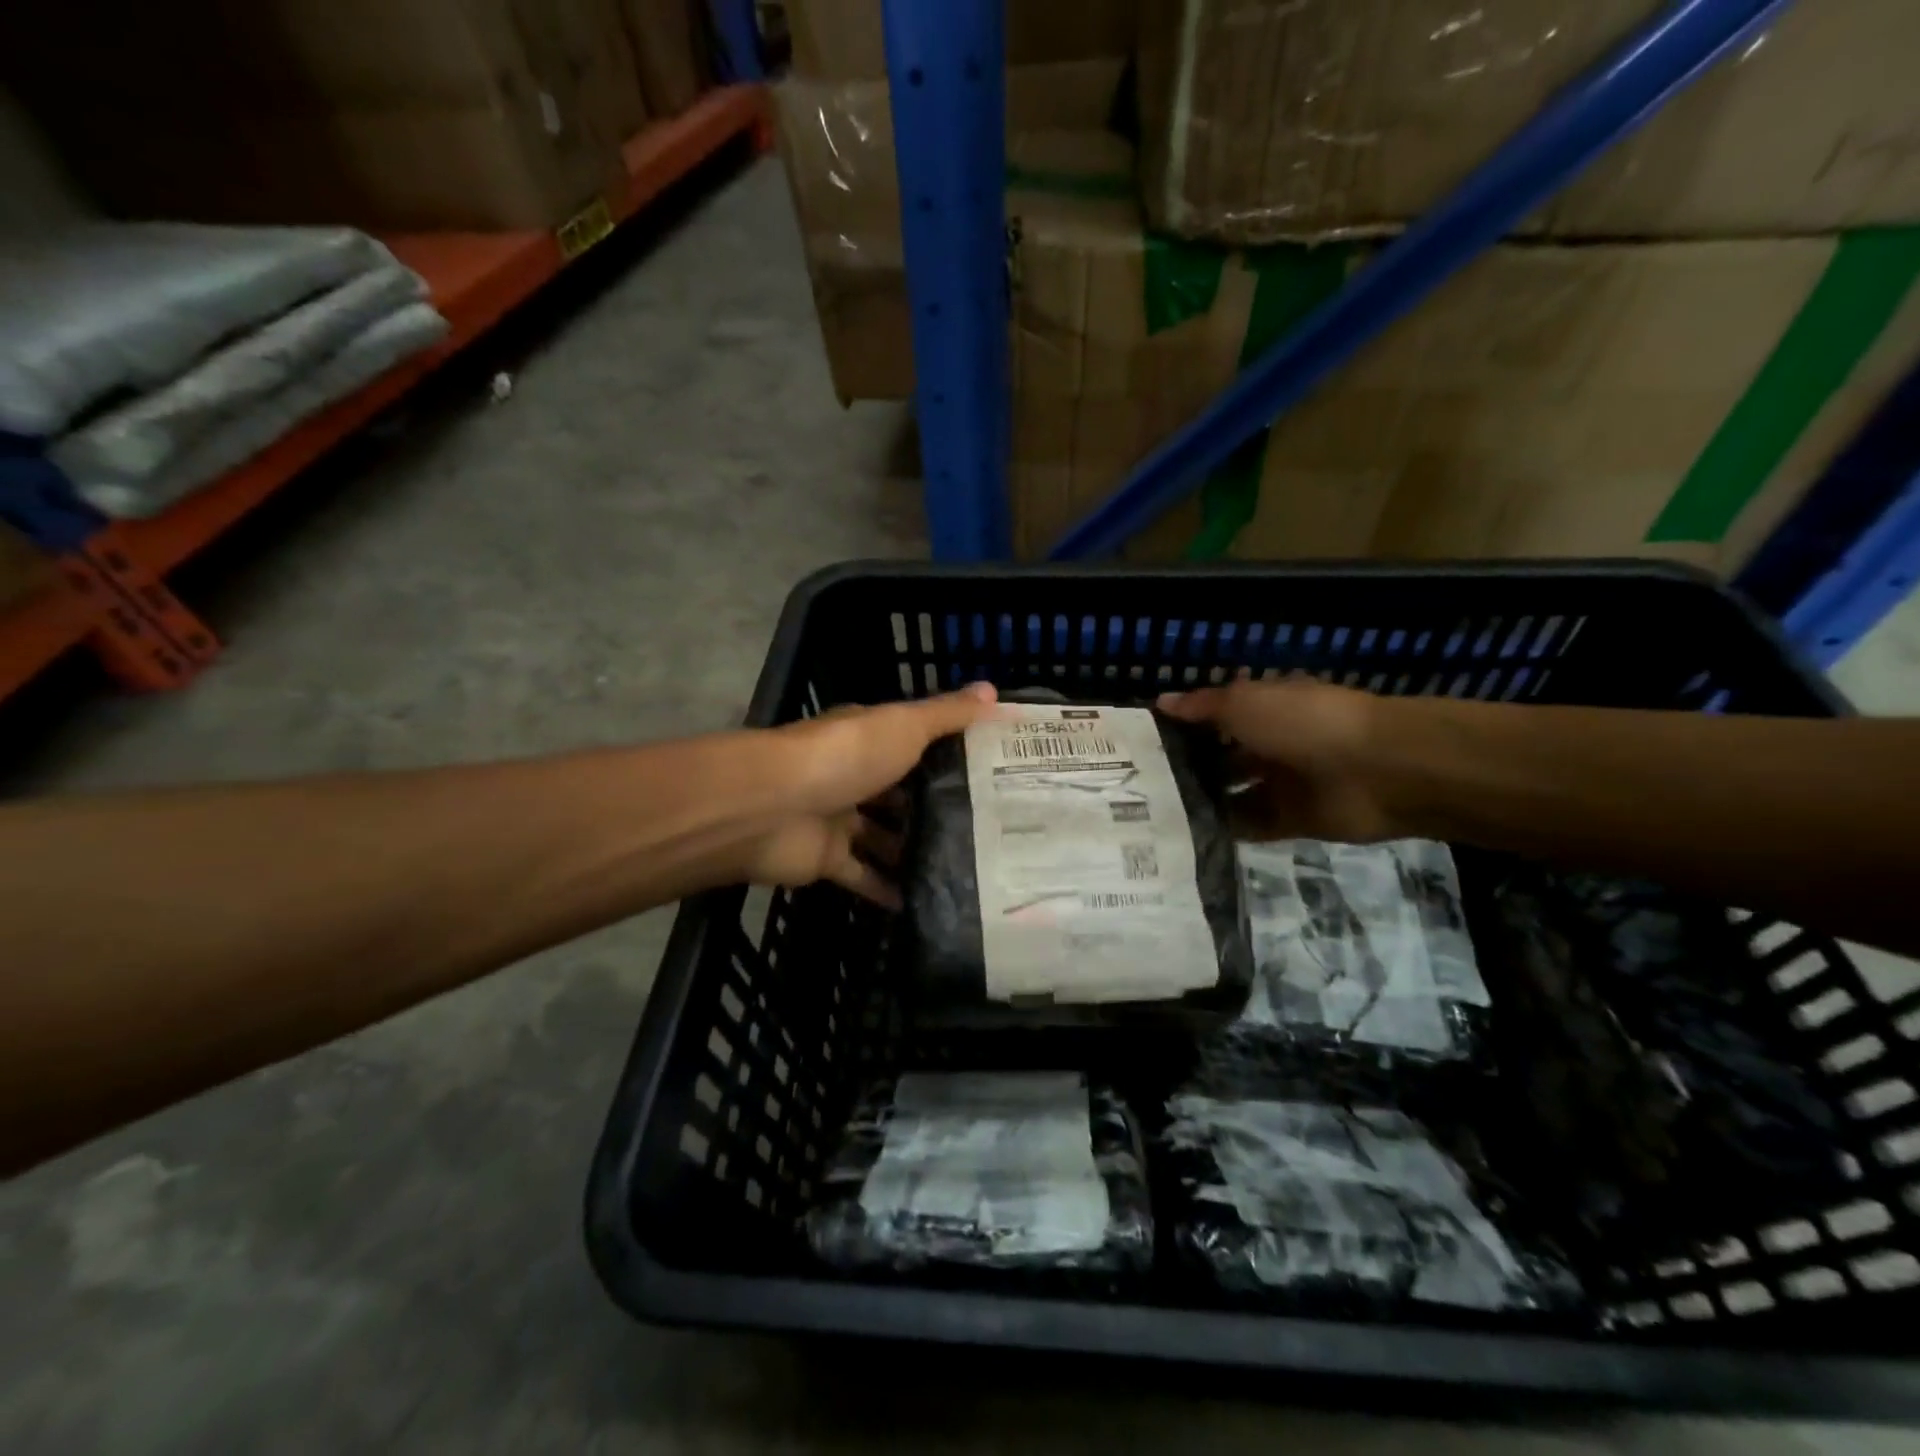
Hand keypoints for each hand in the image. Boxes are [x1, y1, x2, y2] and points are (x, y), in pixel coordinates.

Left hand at [745, 683, 1000, 905]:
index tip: (994, 774)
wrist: (770, 806)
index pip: (917, 744)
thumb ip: (947, 715)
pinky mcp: (827, 860)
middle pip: (901, 794)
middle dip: (937, 809)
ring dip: (914, 851)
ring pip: (884, 837)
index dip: (952, 756)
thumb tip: (995, 692)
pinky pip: (863, 876)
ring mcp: (839, 819)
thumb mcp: (904, 726)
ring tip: (968, 869)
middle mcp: (854, 775)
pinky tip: (926, 903)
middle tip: (989, 831)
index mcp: (870, 739)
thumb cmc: (844, 756)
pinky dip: (888, 889)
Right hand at [1158, 676, 1391, 841]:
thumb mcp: (1245, 703)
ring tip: (1154, 811)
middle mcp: (1272, 743)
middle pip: (1222, 755)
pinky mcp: (1291, 820)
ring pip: (1233, 791)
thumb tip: (1161, 702)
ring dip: (1203, 799)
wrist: (1378, 770)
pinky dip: (1225, 828)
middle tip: (1139, 782)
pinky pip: (1250, 824)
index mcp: (1266, 708)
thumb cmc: (1305, 723)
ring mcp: (1282, 783)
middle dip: (1188, 765)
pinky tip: (1187, 832)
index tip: (1142, 739)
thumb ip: (1202, 707)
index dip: (1183, 725)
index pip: (1216, 715)